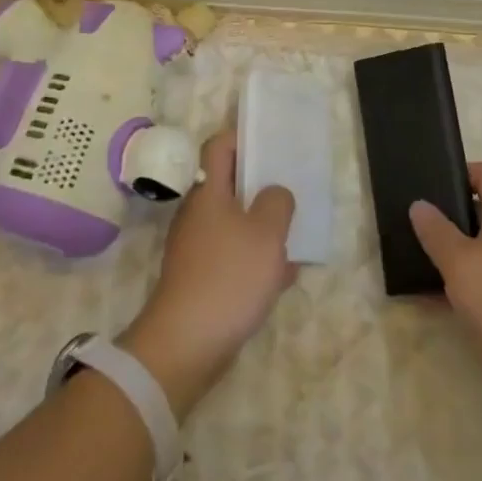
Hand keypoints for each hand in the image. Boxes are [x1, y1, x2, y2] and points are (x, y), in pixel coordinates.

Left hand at [121, 132, 295, 416]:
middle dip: (261, 186)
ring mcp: (197, 248)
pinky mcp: (201, 279)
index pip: (220, 147)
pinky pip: (233, 257)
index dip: (243, 137)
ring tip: (295, 233)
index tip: (271, 139)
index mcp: (209, 193)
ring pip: (235, 224)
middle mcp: (198, 215)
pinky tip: (282, 276)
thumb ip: (277, 203)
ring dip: (263, 227)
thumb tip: (275, 193)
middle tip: (292, 187)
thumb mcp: (266, 233)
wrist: (186, 343)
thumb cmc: (228, 276)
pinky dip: (255, 260)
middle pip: (229, 186)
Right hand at [409, 163, 481, 407]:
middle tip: (418, 223)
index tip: (430, 187)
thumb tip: (420, 204)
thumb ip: (436, 232)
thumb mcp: (460, 263)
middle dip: (450, 215)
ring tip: (421, 258)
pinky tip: (437, 297)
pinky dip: (465, 280)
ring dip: (455, 250)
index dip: (459, 172)